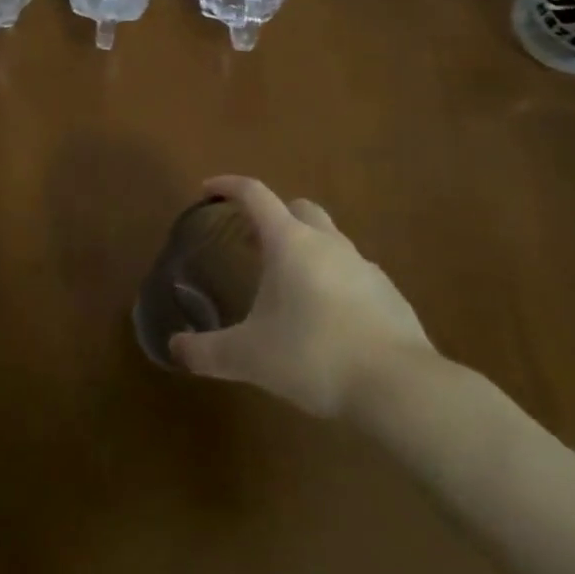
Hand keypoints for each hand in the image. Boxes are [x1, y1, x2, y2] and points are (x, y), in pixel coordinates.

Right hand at [169, 176, 439, 419]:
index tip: (208, 190)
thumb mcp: (249, 357)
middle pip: (299, 208)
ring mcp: (364, 267)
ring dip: (306, 251)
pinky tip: (327, 320)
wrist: (399, 387)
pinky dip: (334, 282)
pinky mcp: (389, 295)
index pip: (255, 195)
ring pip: (330, 241)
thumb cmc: (314, 356)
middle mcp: (328, 243)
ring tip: (288, 287)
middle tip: (253, 241)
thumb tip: (174, 349)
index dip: (229, 186)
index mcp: (290, 242)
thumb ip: (207, 352)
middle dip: (274, 215)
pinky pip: (353, 275)